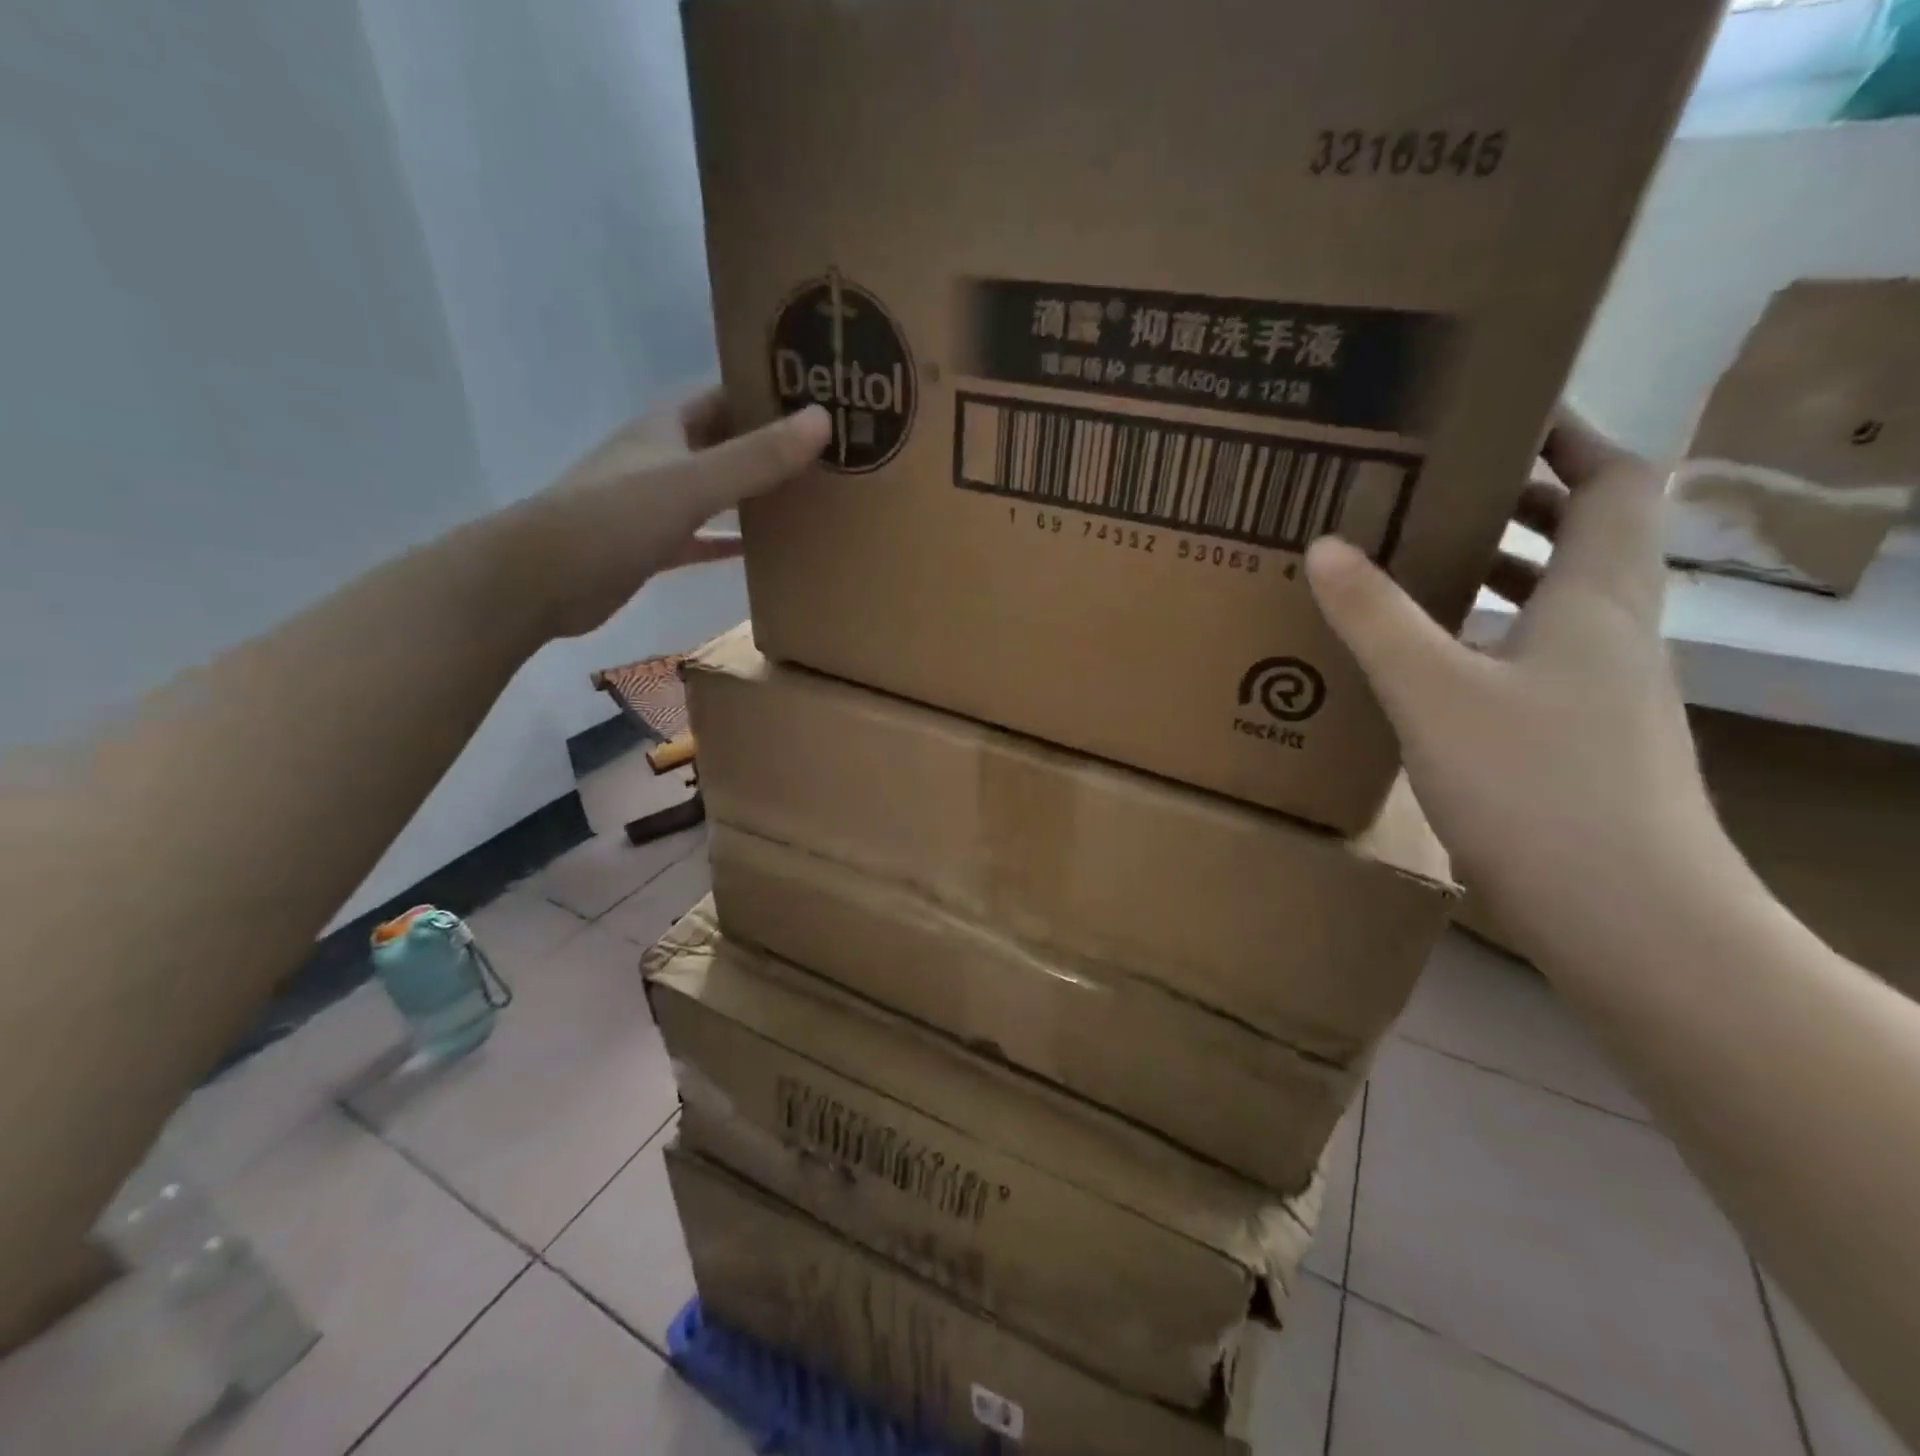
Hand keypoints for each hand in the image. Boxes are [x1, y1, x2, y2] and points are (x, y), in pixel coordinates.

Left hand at [518, 389, 829, 638]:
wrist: (539, 580)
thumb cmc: (613, 518)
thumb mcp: (691, 483)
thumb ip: (756, 457)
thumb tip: (823, 419)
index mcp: (667, 427)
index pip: (726, 394)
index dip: (767, 392)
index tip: (819, 397)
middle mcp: (662, 457)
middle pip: (725, 442)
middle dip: (770, 445)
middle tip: (828, 453)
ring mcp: (655, 503)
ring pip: (716, 491)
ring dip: (754, 494)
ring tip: (807, 498)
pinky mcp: (652, 546)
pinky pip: (703, 537)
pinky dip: (729, 541)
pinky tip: (761, 550)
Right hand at [1306, 409, 1722, 957]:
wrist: (1629, 916)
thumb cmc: (1536, 786)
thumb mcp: (1435, 693)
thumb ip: (1377, 617)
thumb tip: (1325, 545)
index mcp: (1598, 597)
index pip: (1616, 481)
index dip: (1571, 436)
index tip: (1504, 413)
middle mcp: (1616, 631)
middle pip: (1589, 536)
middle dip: (1522, 500)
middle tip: (1437, 486)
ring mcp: (1607, 690)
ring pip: (1562, 600)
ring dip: (1505, 570)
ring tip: (1424, 564)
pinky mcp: (1586, 738)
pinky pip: (1541, 656)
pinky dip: (1494, 636)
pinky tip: (1434, 665)